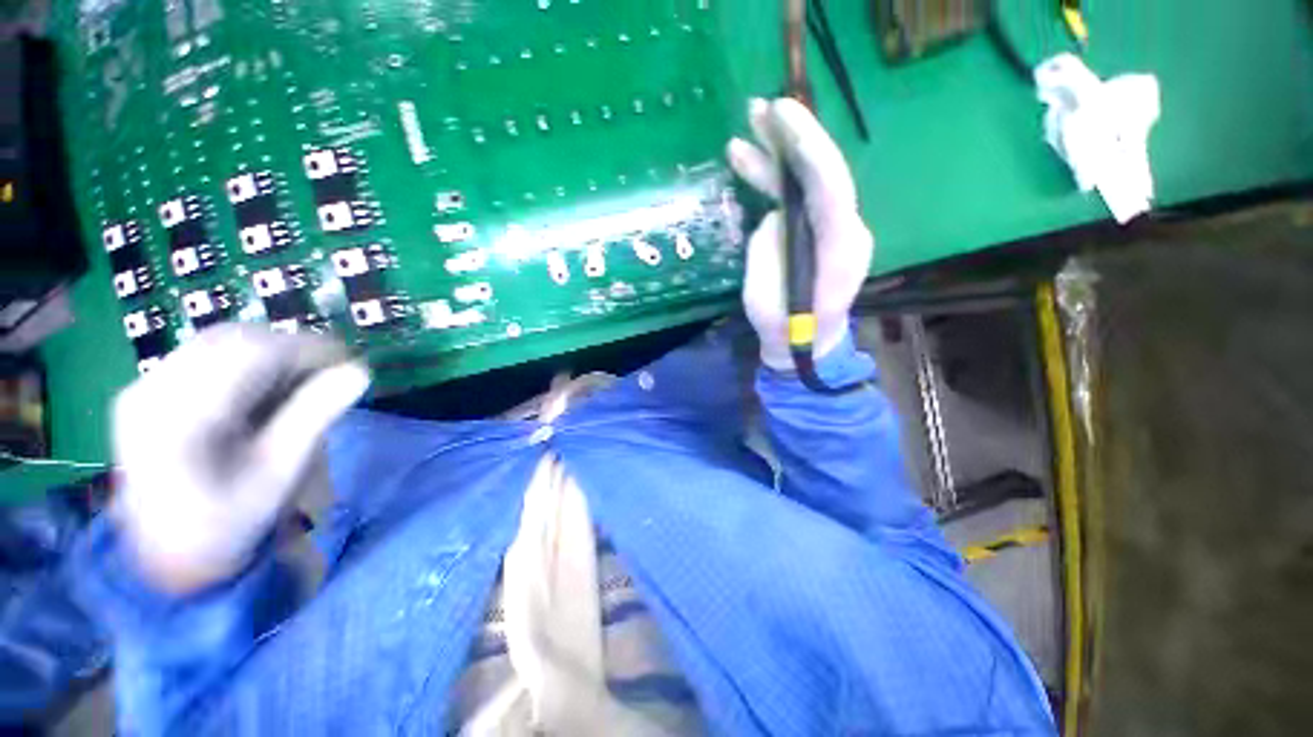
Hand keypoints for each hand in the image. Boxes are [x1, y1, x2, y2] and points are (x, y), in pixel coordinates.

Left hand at [111, 325, 370, 594]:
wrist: (167, 557)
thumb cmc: (229, 524)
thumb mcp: (278, 475)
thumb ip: (314, 417)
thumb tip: (359, 374)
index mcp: (180, 416)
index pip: (250, 352)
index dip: (307, 349)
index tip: (350, 362)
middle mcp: (151, 390)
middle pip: (231, 340)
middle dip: (289, 350)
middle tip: (329, 374)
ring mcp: (143, 389)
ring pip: (218, 344)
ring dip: (269, 356)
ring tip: (300, 384)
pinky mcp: (147, 393)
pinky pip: (204, 358)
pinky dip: (245, 366)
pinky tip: (263, 392)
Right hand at [727, 98, 873, 369]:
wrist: (805, 344)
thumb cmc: (787, 330)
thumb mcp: (765, 298)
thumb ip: (769, 250)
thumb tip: (775, 214)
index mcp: (841, 248)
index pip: (831, 186)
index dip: (806, 147)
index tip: (779, 116)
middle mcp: (846, 228)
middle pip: (824, 172)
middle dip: (793, 138)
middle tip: (760, 109)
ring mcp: (832, 227)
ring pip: (807, 180)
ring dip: (778, 155)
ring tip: (746, 130)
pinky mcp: (815, 230)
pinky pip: (796, 196)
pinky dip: (774, 179)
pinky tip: (748, 164)